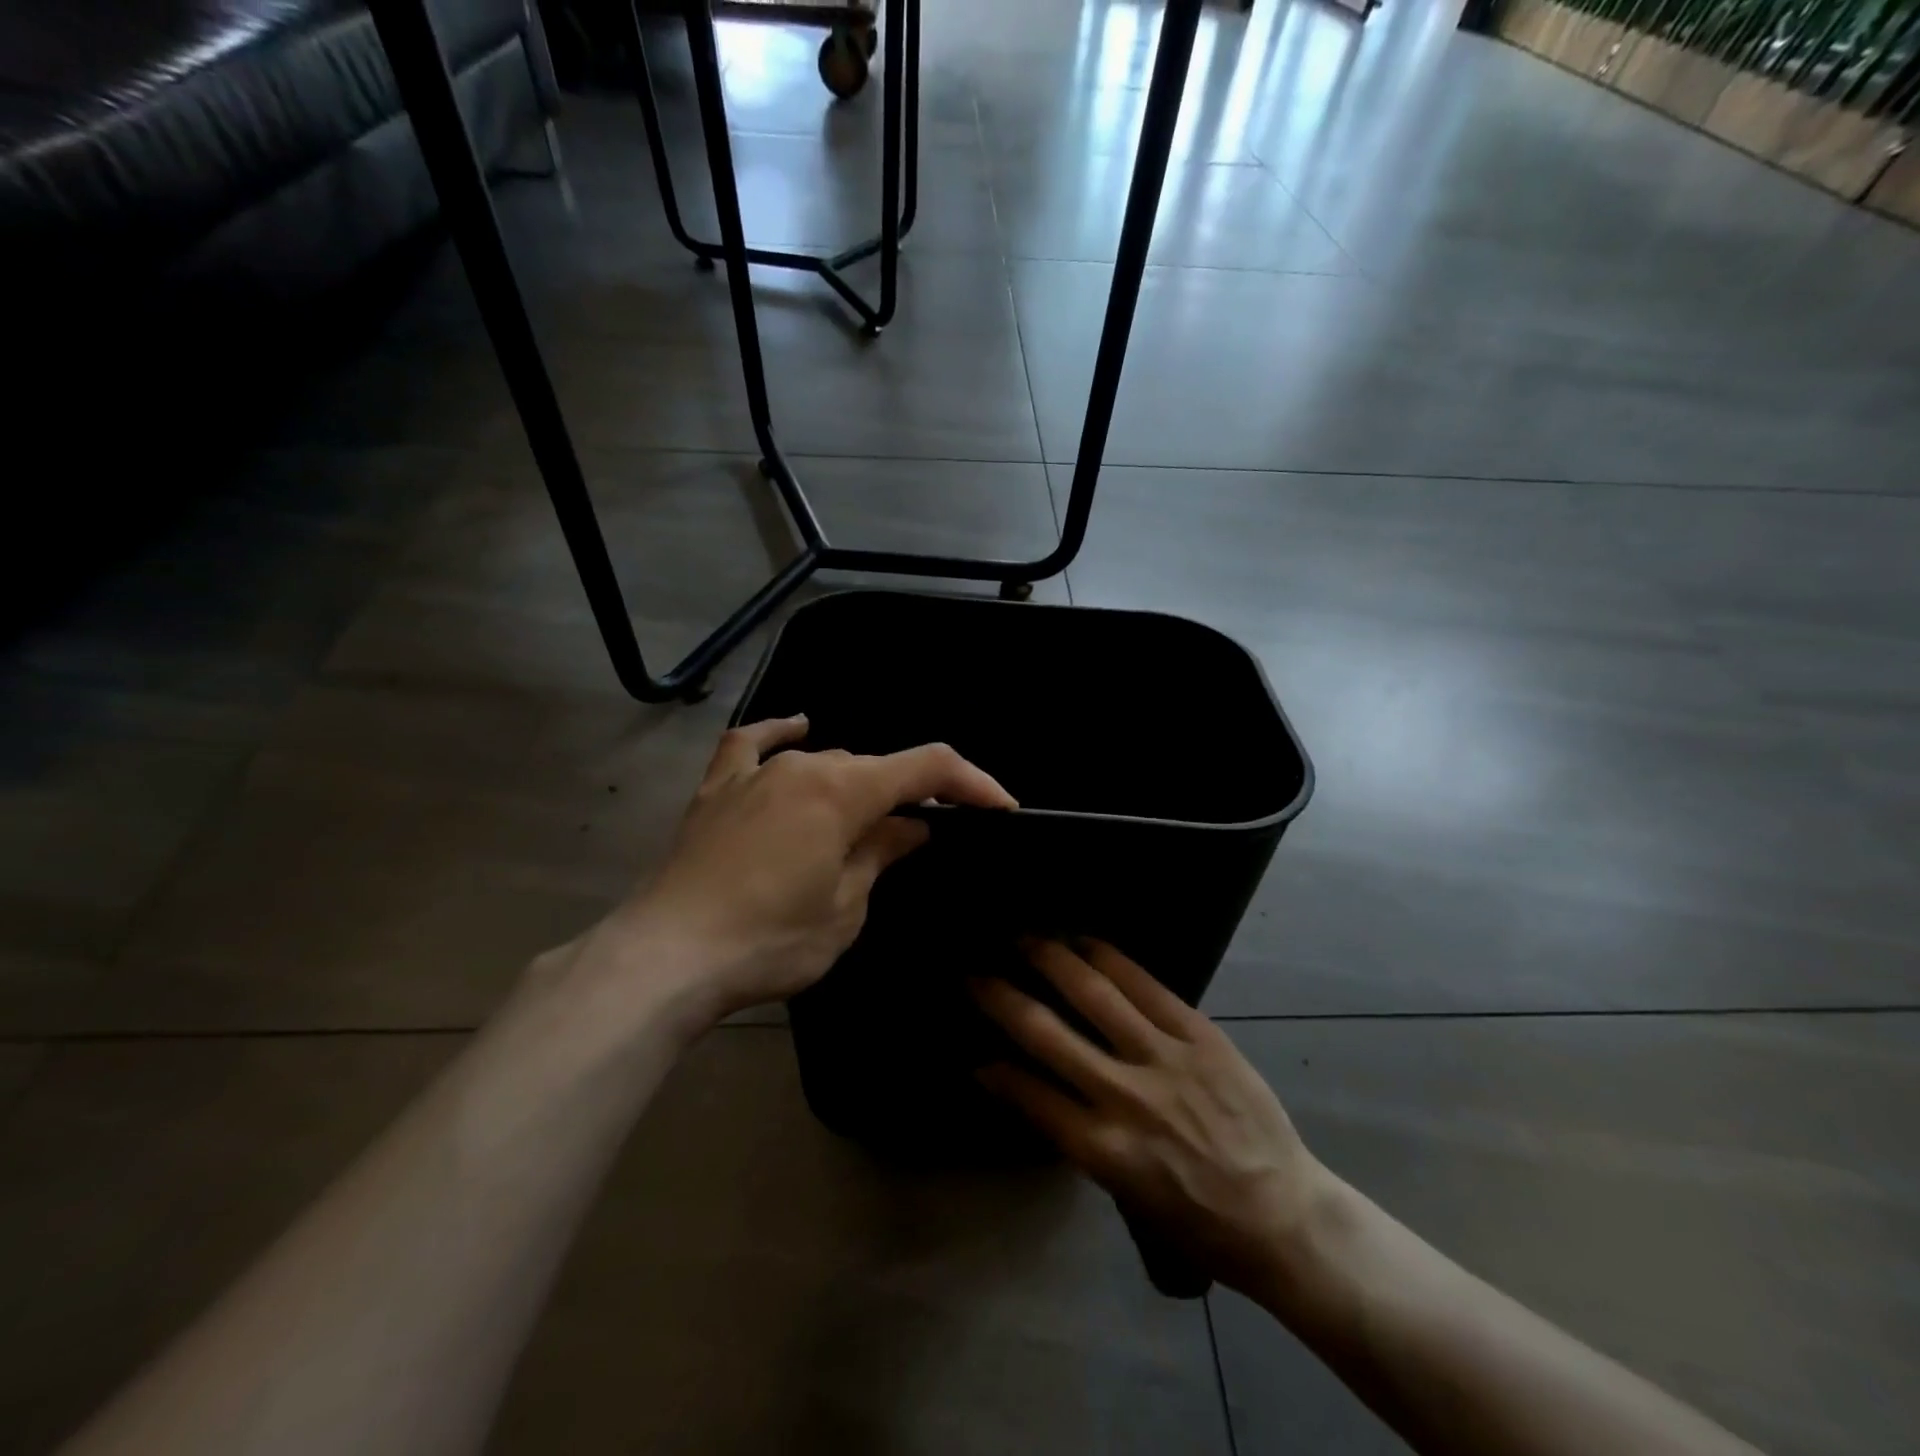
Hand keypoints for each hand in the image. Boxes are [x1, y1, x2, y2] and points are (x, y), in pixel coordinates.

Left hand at [599, 716, 1014, 1025]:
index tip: (1000, 807)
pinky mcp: (718, 790)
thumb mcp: (845, 908)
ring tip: (868, 822)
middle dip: (911, 797)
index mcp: (843, 791)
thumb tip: (913, 828)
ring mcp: (755, 773)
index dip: (971, 783)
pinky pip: (753, 745)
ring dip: (856, 786)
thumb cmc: (768, 940)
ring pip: (825, 762)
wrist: (667, 955)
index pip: (926, 768)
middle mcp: (802, 765)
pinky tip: (798, 727)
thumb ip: (881, 854)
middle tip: (929, 836)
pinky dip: (780, 734)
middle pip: (874, 769)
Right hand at [970, 939, 1329, 1295]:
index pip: (1030, 1096)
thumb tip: (1035, 1092)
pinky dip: (1109, 959)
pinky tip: (1085, 942)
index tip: (975, 1052)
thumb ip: (1078, 1138)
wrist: (1283, 1214)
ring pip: (1094, 994)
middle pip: (1047, 1034)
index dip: (996, 1071)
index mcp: (1105, 1150)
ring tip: (1025, 939)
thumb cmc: (1199, 1220)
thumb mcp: (1126, 1195)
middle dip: (1003, 999)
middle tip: (975, 975)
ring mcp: (1165, 1058)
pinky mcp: (1199, 1034)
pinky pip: (1145, 984)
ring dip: (1052, 960)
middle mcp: (1126, 1097)